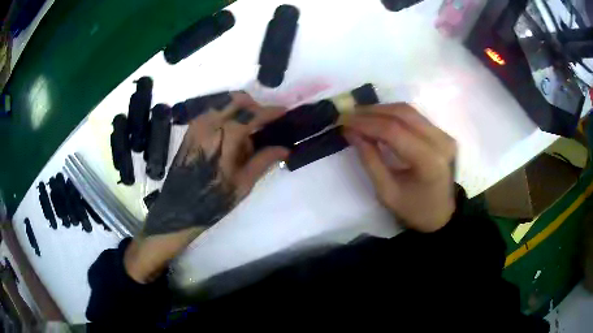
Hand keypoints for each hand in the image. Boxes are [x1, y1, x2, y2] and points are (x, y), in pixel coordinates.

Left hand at [125, 92, 288, 282]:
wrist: (179, 209)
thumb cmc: (213, 200)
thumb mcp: (243, 184)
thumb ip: (264, 160)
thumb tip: (286, 148)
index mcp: (225, 135)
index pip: (253, 114)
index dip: (271, 112)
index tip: (285, 112)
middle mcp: (209, 122)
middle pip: (237, 99)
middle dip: (255, 106)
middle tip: (265, 123)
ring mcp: (197, 124)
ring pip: (223, 102)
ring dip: (239, 109)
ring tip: (248, 131)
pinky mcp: (190, 130)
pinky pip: (212, 111)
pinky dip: (226, 114)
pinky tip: (230, 135)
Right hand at [342, 103, 456, 232]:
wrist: (441, 214)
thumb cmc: (413, 209)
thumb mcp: (386, 192)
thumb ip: (369, 160)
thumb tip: (351, 131)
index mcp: (429, 161)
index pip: (394, 131)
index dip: (367, 123)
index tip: (344, 121)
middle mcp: (441, 142)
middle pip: (403, 114)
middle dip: (372, 112)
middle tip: (348, 115)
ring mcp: (444, 135)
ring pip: (408, 111)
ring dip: (381, 110)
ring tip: (359, 116)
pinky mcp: (442, 133)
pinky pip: (414, 116)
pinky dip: (393, 114)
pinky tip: (377, 119)